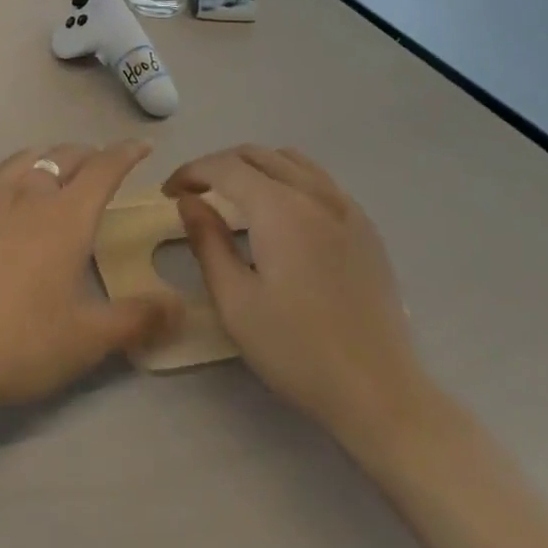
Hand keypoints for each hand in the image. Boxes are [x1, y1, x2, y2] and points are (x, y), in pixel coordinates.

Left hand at [0, 143, 180, 405]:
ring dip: (50, 157)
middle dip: (89, 154)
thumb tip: (181, 308)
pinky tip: (10, 189)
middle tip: (101, 166)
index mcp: (68, 216)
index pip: (104, 169)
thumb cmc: (22, 339)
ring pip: (27, 157)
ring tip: (57, 169)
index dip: (126, 154)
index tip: (141, 146)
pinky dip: (15, 170)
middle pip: (65, 156)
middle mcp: (31, 193)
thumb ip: (137, 319)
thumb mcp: (88, 338)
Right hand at [165, 146, 427, 451]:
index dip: (190, 172)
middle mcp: (314, 194)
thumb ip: (207, 241)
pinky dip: (288, 178)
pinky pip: (320, 180)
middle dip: (218, 165)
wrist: (379, 392)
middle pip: (257, 155)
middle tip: (194, 193)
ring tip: (233, 195)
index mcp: (279, 209)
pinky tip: (281, 213)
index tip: (169, 193)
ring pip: (291, 160)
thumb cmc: (296, 350)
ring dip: (254, 166)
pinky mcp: (365, 227)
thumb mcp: (234, 301)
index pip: (224, 167)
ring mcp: (346, 208)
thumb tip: (188, 201)